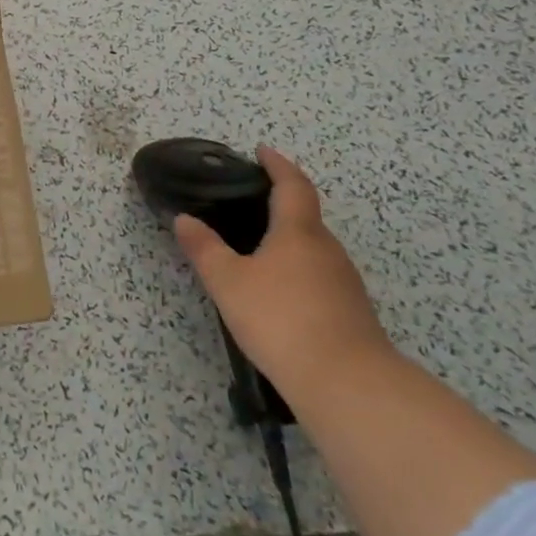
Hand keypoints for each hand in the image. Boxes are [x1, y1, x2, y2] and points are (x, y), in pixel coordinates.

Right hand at [174, 146, 393, 402]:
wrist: (347, 384)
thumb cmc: (281, 318)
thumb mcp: (228, 281)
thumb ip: (204, 248)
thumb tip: (184, 219)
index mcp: (299, 231)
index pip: (292, 185)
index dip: (277, 164)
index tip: (262, 151)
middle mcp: (327, 249)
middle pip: (306, 216)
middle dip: (280, 204)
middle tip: (249, 202)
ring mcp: (344, 282)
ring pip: (313, 248)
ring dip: (289, 240)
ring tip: (257, 247)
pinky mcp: (351, 312)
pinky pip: (319, 276)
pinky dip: (298, 270)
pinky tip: (279, 291)